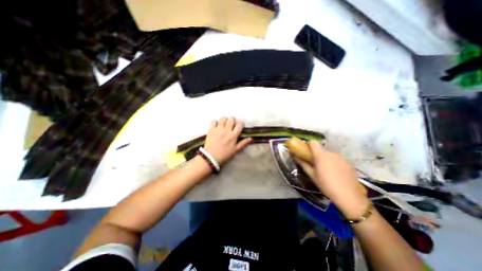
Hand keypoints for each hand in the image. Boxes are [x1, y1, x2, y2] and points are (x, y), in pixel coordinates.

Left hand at [202, 116, 251, 164]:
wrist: (211, 157)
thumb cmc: (225, 154)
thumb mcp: (235, 150)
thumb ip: (243, 143)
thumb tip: (250, 138)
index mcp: (233, 135)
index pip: (239, 125)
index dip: (241, 124)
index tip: (240, 126)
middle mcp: (226, 130)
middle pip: (231, 119)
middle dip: (233, 120)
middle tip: (231, 125)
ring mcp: (218, 129)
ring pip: (223, 118)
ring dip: (224, 120)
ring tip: (224, 124)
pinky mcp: (211, 129)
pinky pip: (214, 121)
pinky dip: (216, 123)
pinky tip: (216, 127)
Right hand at [306, 141, 369, 218]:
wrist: (349, 196)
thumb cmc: (326, 185)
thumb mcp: (312, 175)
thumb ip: (303, 164)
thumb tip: (295, 157)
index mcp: (321, 155)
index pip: (313, 143)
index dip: (309, 146)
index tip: (307, 152)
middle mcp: (331, 153)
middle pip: (322, 150)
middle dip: (318, 155)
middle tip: (316, 165)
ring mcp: (341, 157)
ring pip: (330, 155)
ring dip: (326, 159)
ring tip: (327, 171)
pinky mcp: (348, 163)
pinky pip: (338, 159)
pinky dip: (335, 163)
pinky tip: (336, 174)